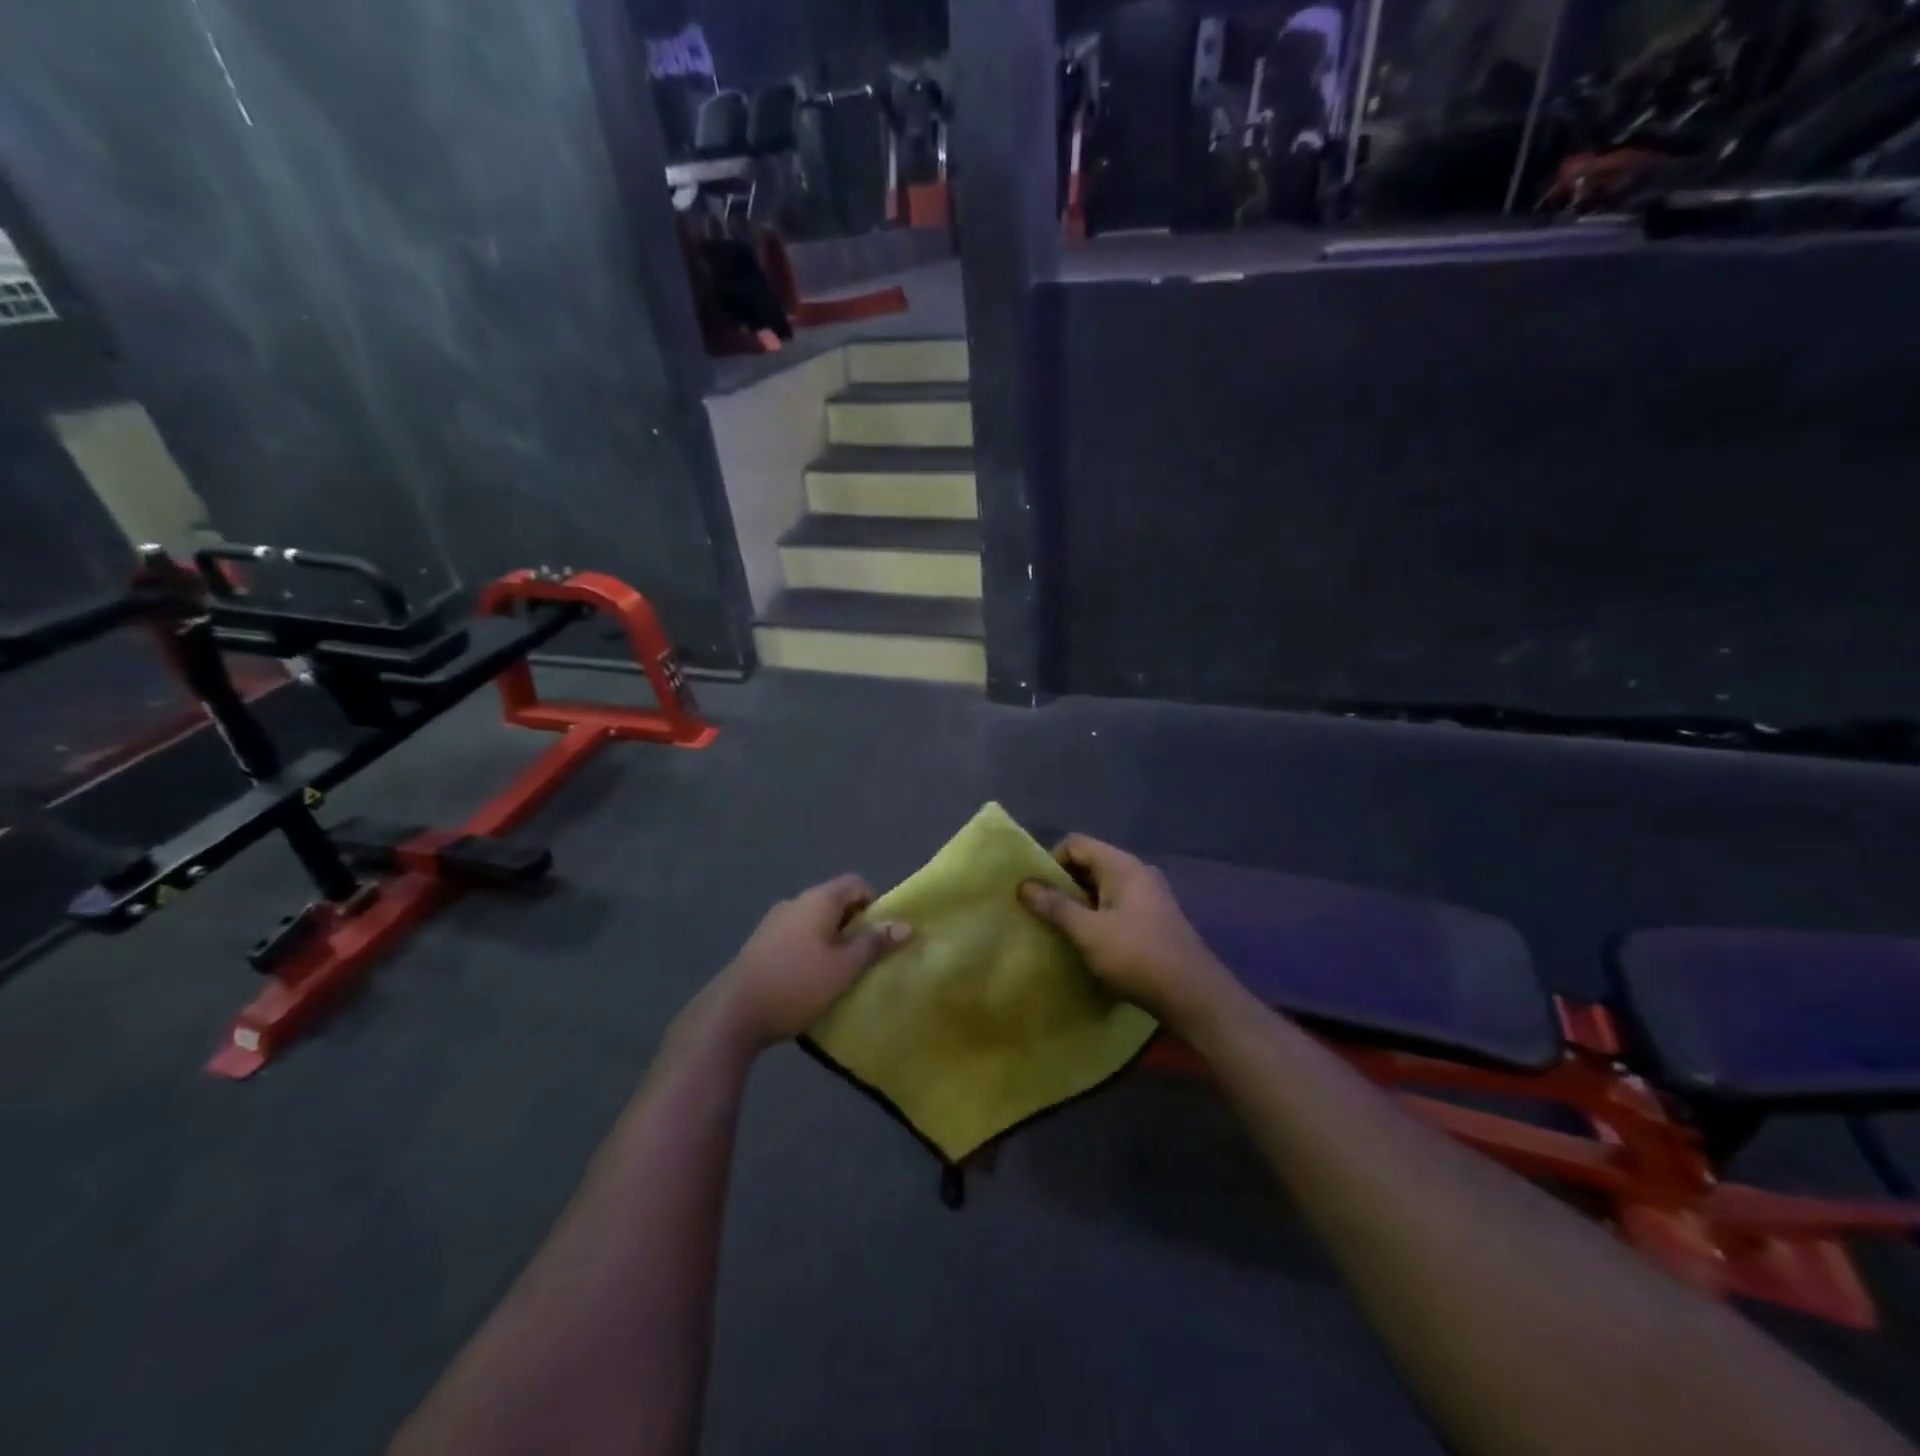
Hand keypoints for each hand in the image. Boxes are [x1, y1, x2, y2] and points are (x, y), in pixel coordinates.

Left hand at [703, 875, 911, 1049]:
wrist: (733, 1014)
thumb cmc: (797, 985)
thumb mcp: (844, 968)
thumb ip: (875, 944)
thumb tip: (906, 925)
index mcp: (818, 900)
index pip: (855, 883)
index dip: (874, 903)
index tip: (878, 935)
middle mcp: (795, 902)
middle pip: (835, 901)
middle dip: (854, 926)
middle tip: (863, 958)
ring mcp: (773, 922)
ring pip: (815, 921)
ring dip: (831, 940)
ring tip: (839, 973)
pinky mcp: (760, 944)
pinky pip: (796, 936)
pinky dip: (810, 949)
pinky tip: (809, 980)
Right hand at [1020, 835, 1231, 1029]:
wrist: (1193, 996)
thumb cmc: (1136, 956)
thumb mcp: (1088, 932)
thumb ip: (1055, 906)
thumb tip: (1024, 885)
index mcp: (1122, 866)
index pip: (1075, 844)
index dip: (1050, 862)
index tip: (1036, 892)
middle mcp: (1137, 872)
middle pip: (1089, 863)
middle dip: (1062, 884)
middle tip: (1041, 912)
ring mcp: (1149, 895)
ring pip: (1102, 887)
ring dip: (1079, 903)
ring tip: (1060, 929)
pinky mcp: (1155, 919)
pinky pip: (1116, 905)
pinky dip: (1098, 916)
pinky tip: (1089, 943)